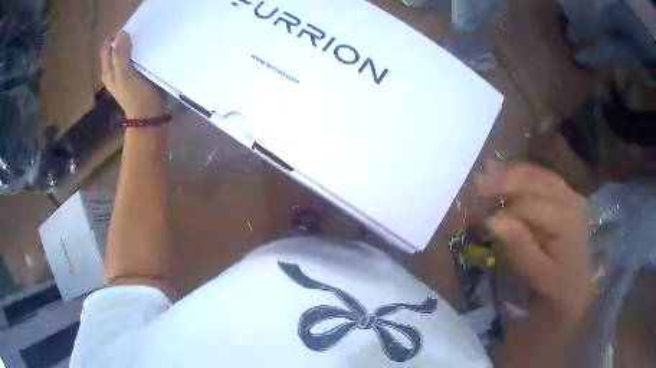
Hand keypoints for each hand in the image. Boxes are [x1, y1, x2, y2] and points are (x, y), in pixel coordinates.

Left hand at [101, 31, 166, 118]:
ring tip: (143, 41)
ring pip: (125, 53)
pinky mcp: (134, 76)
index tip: (130, 31)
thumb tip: (121, 33)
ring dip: (132, 45)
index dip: (116, 37)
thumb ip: (120, 55)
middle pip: (115, 49)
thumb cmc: (136, 96)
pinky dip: (138, 53)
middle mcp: (113, 72)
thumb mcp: (126, 75)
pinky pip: (133, 59)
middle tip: (138, 35)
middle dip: (125, 39)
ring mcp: (123, 75)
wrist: (148, 116)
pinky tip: (146, 52)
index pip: (107, 47)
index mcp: (108, 71)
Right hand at [475, 160, 593, 324]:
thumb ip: (519, 245)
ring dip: (513, 172)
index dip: (506, 210)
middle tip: (478, 182)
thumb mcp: (537, 273)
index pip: (530, 205)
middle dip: (505, 179)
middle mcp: (570, 199)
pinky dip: (524, 175)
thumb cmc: (558, 283)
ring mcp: (570, 193)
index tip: (484, 219)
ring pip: (539, 174)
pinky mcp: (568, 195)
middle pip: (535, 181)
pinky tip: (510, 174)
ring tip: (488, 171)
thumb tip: (494, 220)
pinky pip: (544, 178)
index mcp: (565, 220)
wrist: (579, 284)